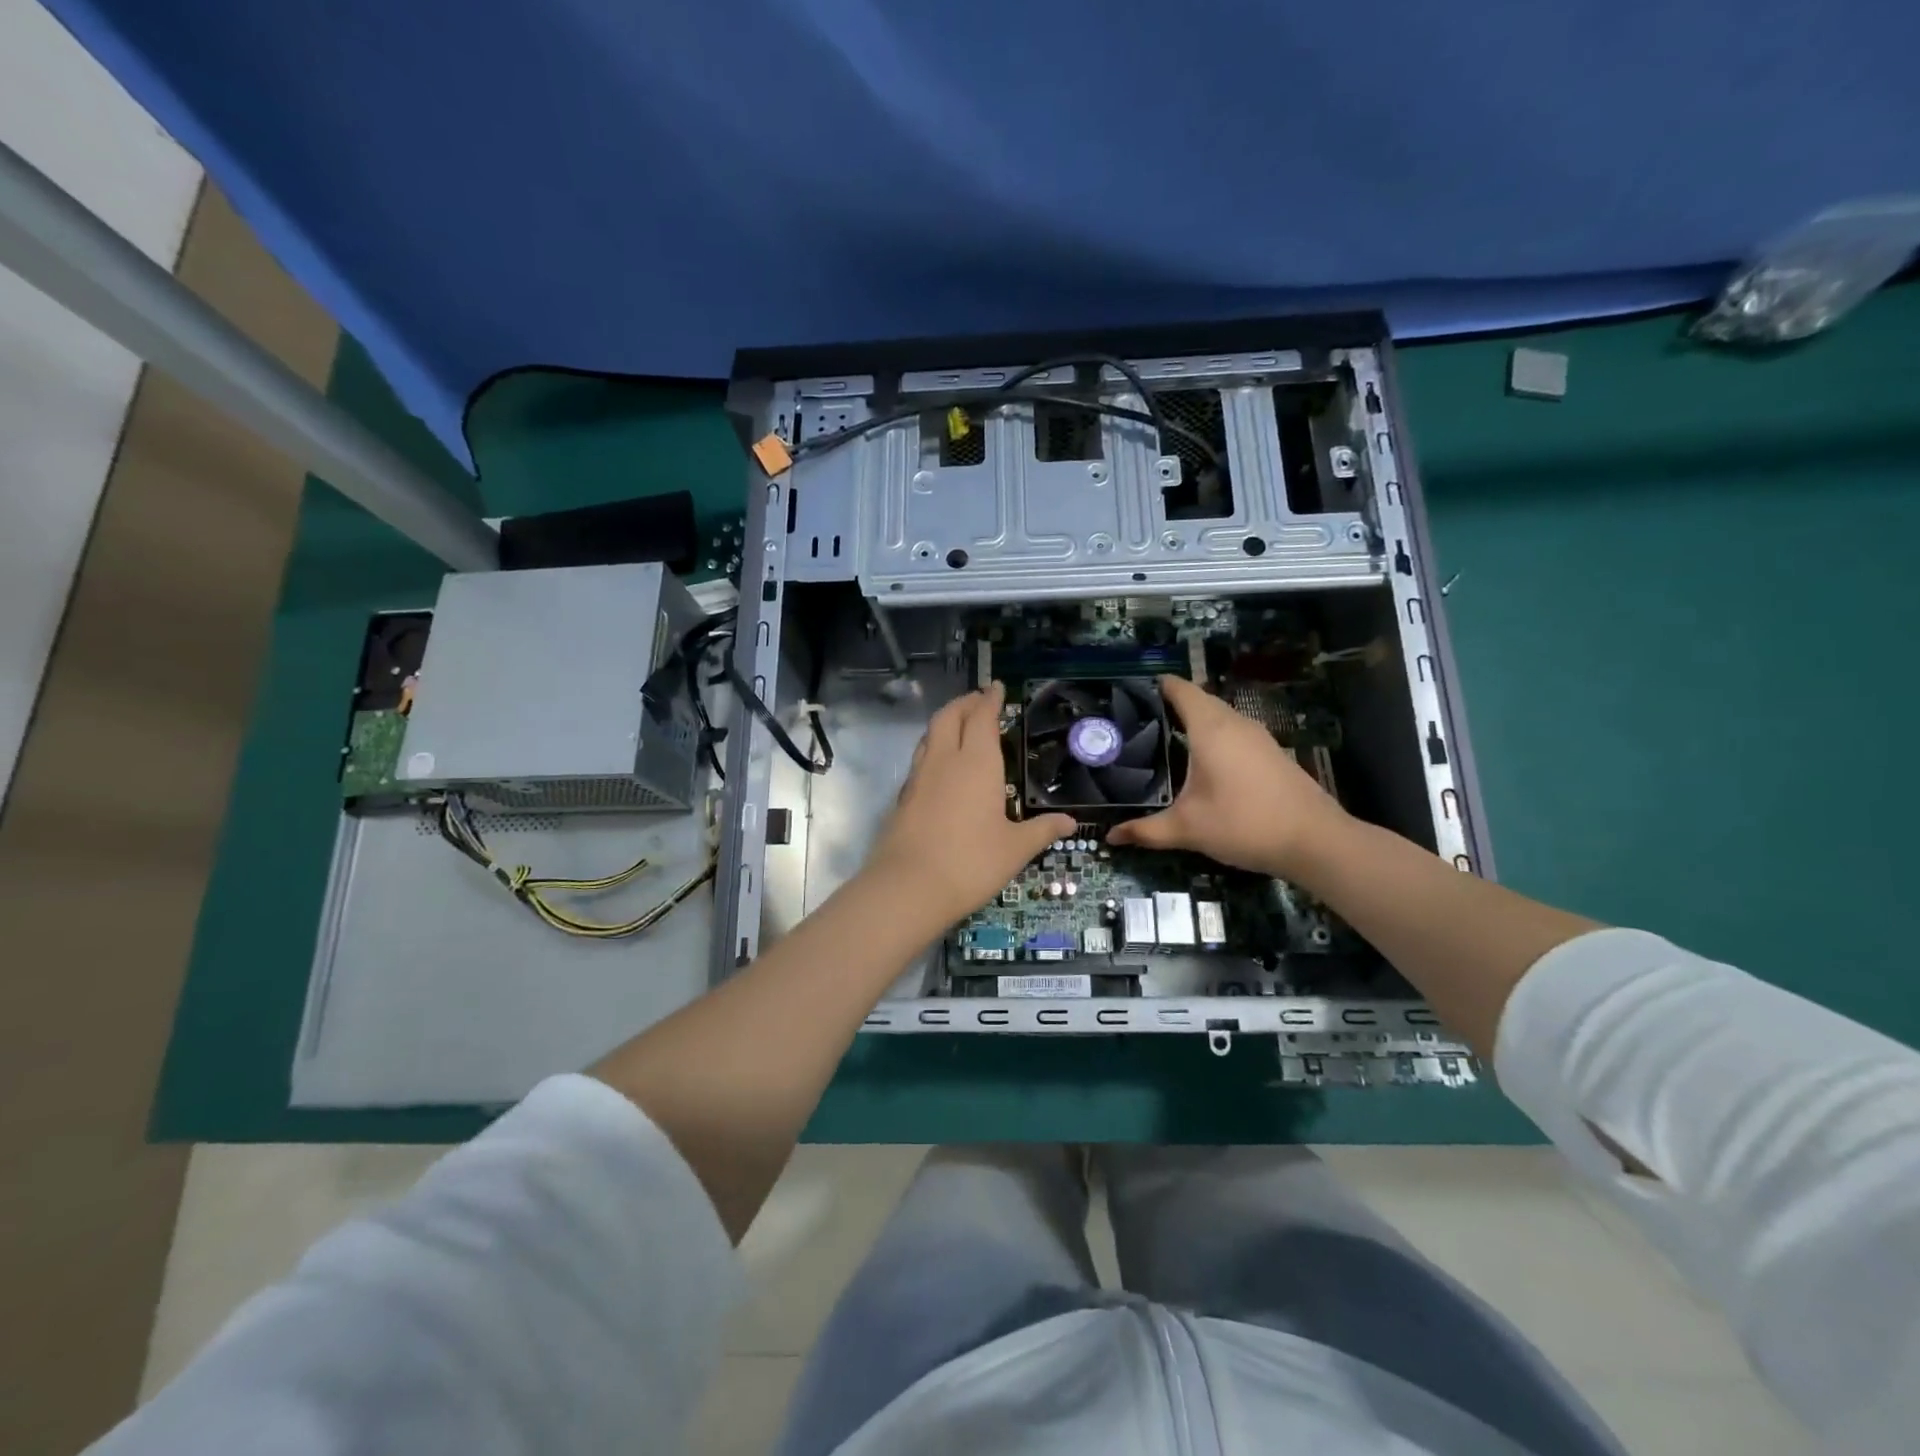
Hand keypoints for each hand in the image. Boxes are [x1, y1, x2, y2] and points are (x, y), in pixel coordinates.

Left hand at [863, 683, 1076, 934]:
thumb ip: (1042, 830)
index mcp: (976, 762)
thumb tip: (1070, 822)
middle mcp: (944, 760)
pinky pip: (921, 759)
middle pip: (949, 716)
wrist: (908, 887)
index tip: (996, 687)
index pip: (981, 717)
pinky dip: (934, 748)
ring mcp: (919, 777)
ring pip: (930, 735)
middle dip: (964, 703)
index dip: (989, 699)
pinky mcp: (903, 797)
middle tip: (979, 700)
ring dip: (945, 722)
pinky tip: (943, 767)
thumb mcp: (1015, 849)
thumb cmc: (971, 862)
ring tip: (960, 726)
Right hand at [1108, 675, 1348, 877]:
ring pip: (1218, 716)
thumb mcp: (1188, 829)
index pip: (1180, 689)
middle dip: (1169, 705)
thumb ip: (1146, 830)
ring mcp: (1257, 736)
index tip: (1129, 693)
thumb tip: (1110, 836)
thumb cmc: (1243, 823)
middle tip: (1136, 722)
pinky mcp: (1270, 752)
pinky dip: (1212, 736)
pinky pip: (1233, 732)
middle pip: (1198, 700)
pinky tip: (1200, 762)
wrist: (1314, 841)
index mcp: (1210, 729)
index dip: (1156, 686)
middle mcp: (1234, 723)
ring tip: (1162, 739)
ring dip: (1193, 721)